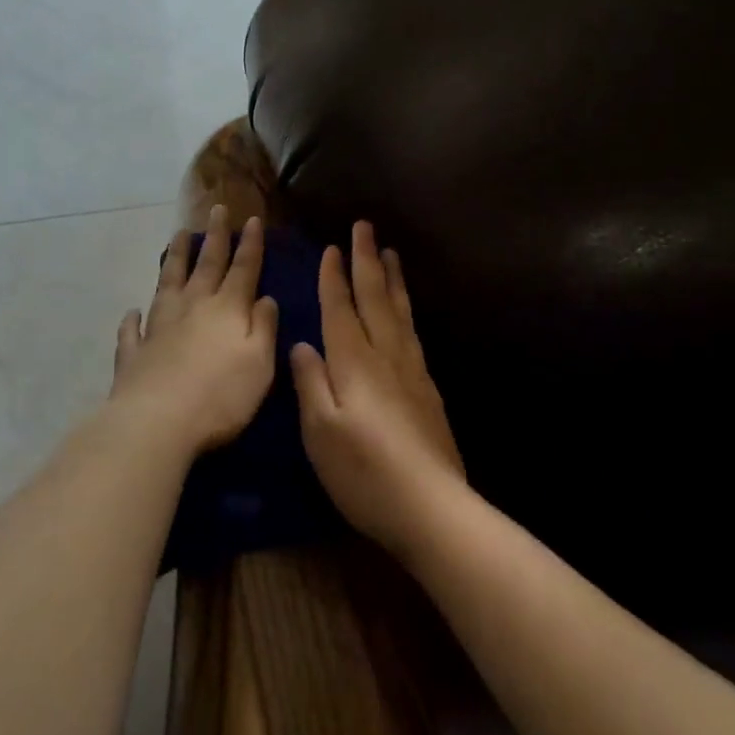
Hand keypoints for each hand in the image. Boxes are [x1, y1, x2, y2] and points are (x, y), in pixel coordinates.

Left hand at [110, 207, 278, 457]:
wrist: (158, 421)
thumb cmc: (221, 396)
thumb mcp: (260, 363)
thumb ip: (264, 328)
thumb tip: (265, 298)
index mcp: (226, 309)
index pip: (243, 269)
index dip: (250, 244)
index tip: (251, 218)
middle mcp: (192, 308)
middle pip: (205, 265)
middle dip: (214, 237)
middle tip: (217, 210)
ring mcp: (158, 327)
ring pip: (168, 283)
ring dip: (175, 258)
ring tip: (178, 236)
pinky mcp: (134, 352)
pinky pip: (133, 328)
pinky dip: (133, 318)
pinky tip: (132, 310)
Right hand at [290, 221, 464, 553]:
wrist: (431, 507)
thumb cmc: (363, 471)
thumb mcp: (320, 431)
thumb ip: (311, 382)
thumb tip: (302, 344)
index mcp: (354, 363)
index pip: (341, 309)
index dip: (335, 278)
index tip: (332, 247)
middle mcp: (386, 357)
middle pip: (375, 299)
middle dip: (367, 261)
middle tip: (365, 226)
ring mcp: (412, 372)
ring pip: (400, 312)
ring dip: (392, 279)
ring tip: (390, 253)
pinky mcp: (428, 391)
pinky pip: (413, 333)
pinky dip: (406, 310)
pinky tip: (405, 312)